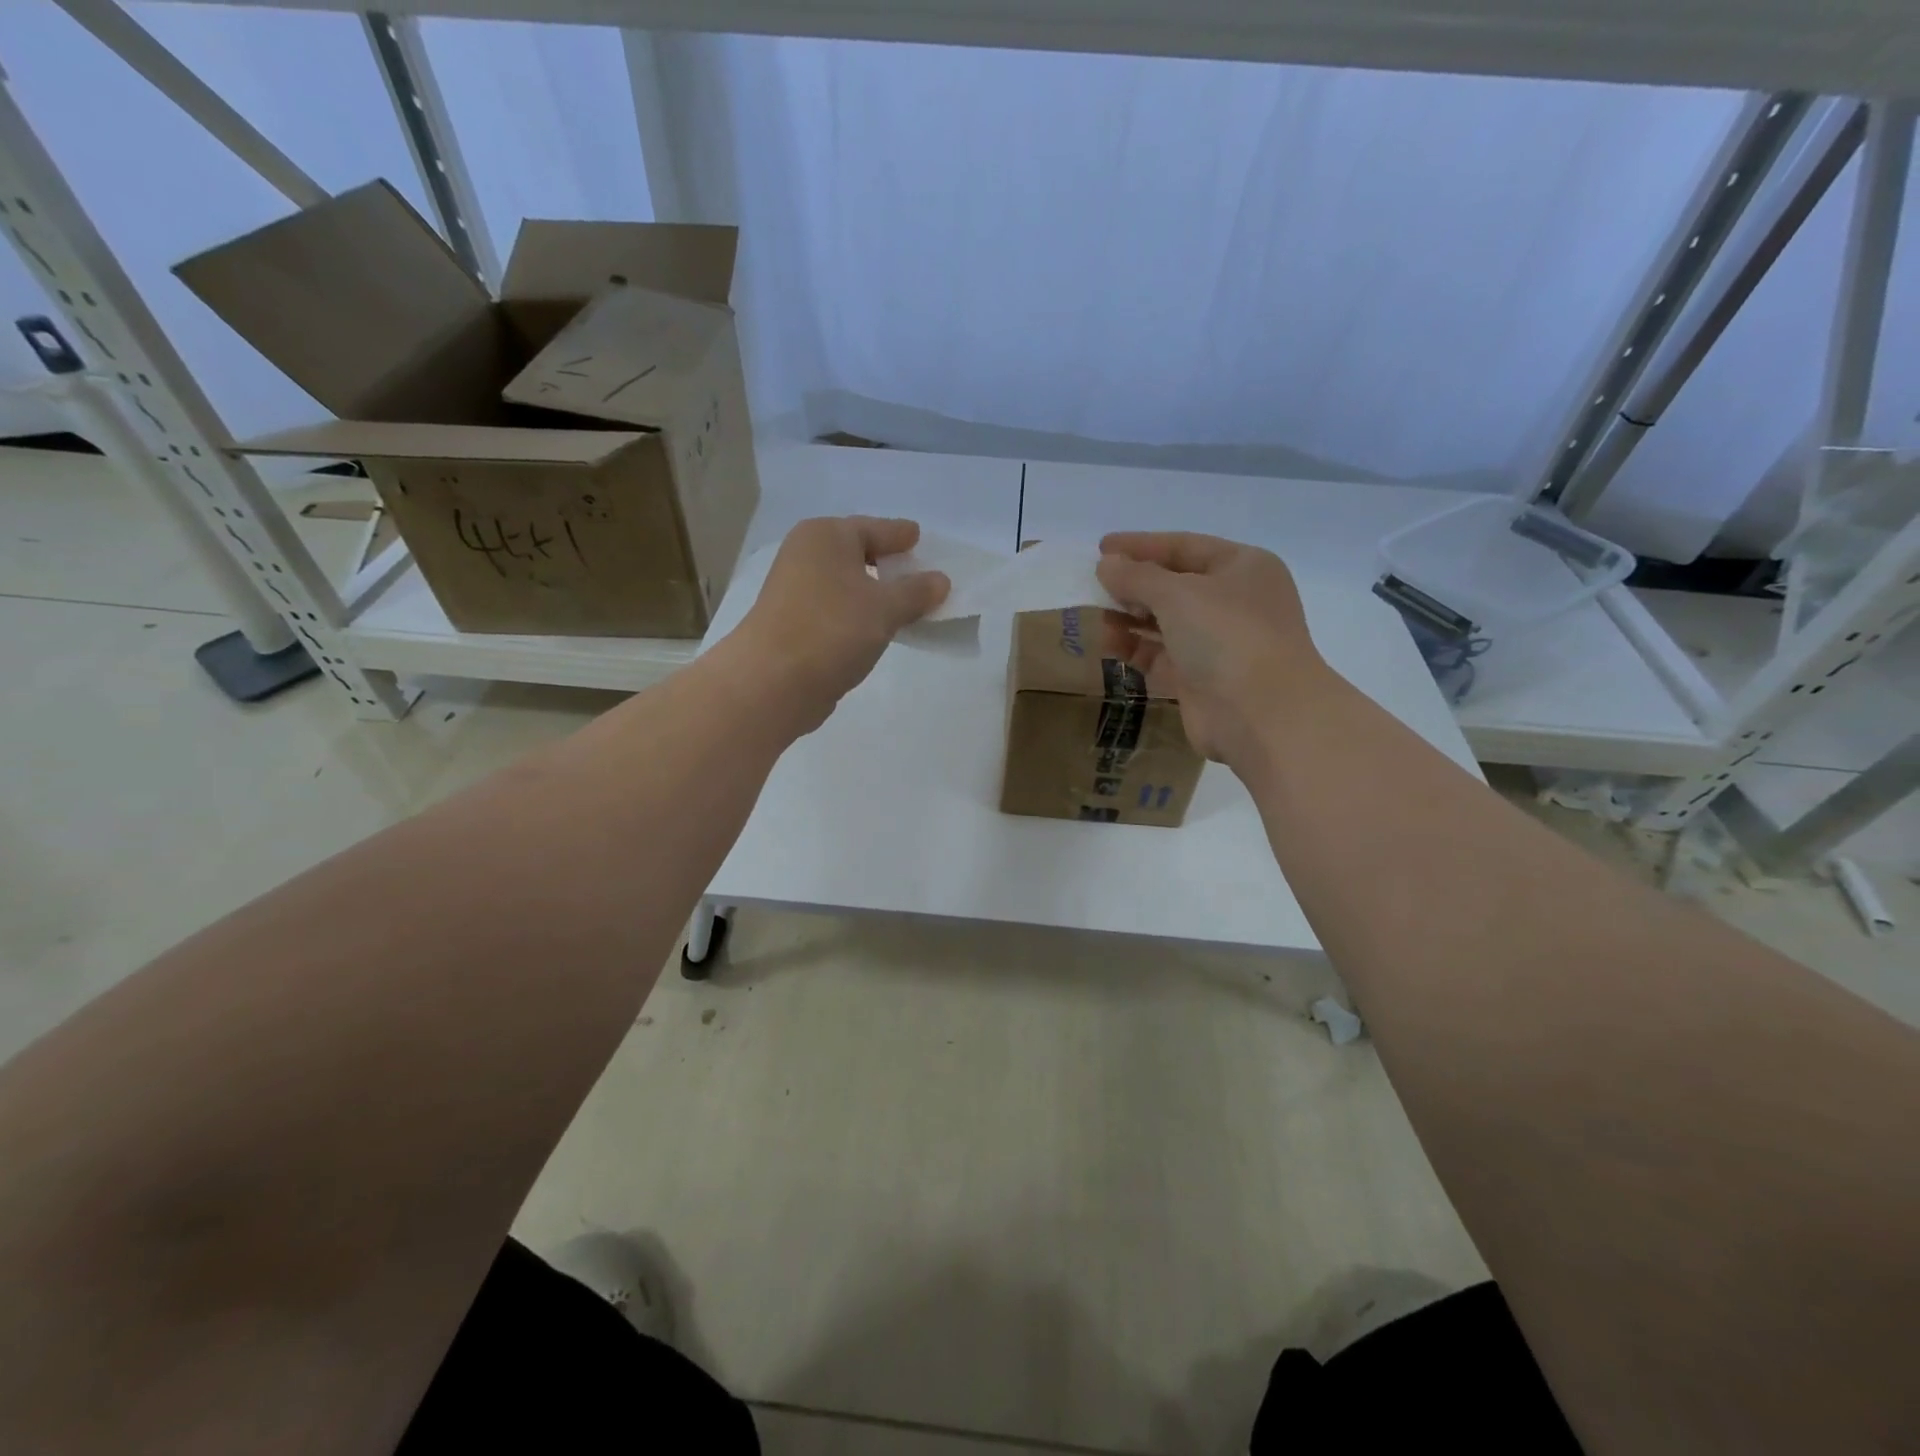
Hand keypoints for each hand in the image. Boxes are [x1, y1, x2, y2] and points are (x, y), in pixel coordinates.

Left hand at [730, 516, 949, 733]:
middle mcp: (806, 555)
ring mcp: (795, 590)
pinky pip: (837, 609)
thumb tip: (940, 580)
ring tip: (905, 609)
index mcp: (826, 536)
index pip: (874, 528)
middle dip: (889, 566)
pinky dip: (857, 615)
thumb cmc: (832, 630)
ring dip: (874, 595)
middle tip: (919, 576)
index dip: (900, 535)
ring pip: (846, 584)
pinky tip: (876, 631)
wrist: (772, 682)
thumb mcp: (885, 608)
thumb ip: (916, 592)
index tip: (920, 537)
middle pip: (858, 554)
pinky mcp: (793, 623)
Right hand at [1096, 532, 1332, 768]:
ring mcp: (1218, 643)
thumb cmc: (1226, 636)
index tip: (1101, 547)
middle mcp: (1233, 601)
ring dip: (1130, 618)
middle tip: (1095, 586)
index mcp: (1242, 567)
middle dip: (1134, 585)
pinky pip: (1161, 655)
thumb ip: (1136, 576)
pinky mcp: (1200, 679)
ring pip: (1165, 622)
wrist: (1261, 714)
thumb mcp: (1177, 594)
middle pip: (1174, 585)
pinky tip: (1108, 645)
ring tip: (1096, 617)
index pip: (1184, 546)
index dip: (1141, 546)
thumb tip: (1107, 564)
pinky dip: (1136, 648)